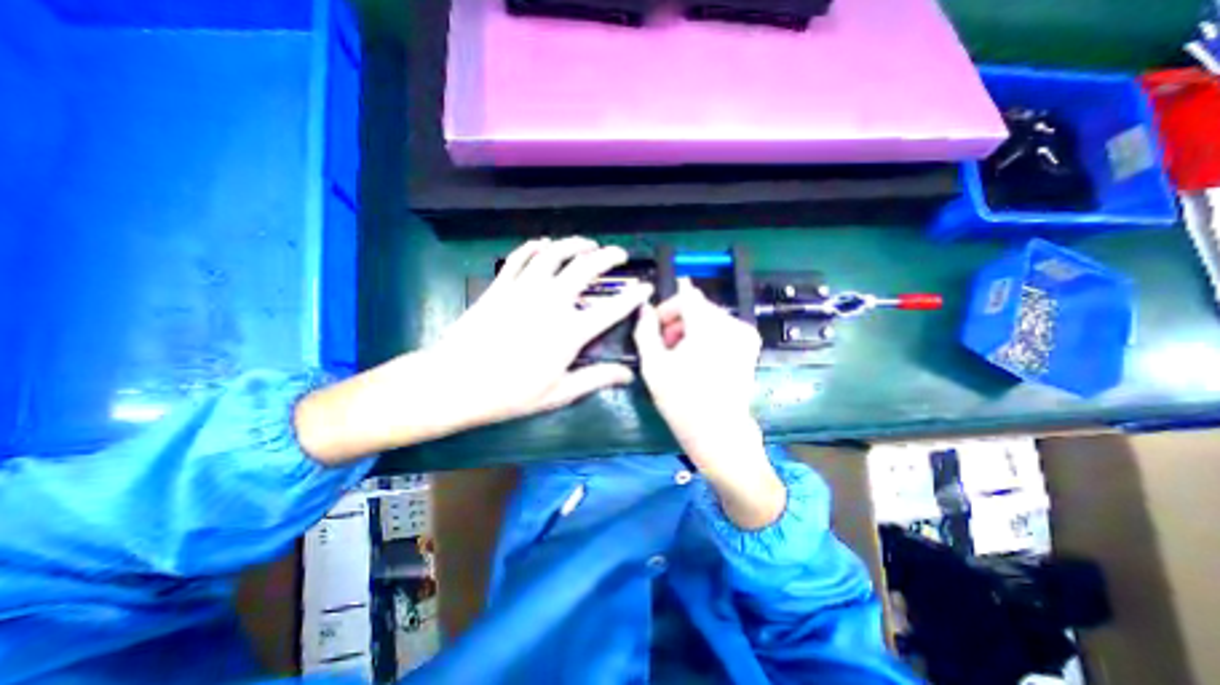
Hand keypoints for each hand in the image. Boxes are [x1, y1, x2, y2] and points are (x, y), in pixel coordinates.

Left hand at [432, 236, 651, 428]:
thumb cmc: (508, 394)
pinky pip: (521, 257)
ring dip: (574, 244)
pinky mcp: (501, 286)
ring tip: (587, 243)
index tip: (645, 288)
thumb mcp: (557, 393)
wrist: (454, 383)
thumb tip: (628, 375)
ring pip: (554, 254)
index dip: (633, 297)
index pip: (612, 309)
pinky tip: (544, 244)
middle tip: (618, 254)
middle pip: (585, 268)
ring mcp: (523, 290)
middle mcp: (551, 302)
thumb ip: (595, 379)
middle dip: (607, 256)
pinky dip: (535, 246)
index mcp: (569, 332)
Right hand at [633, 279, 786, 528]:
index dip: (667, 308)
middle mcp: (733, 324)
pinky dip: (707, 338)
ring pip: (709, 318)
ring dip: (691, 331)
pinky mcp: (750, 347)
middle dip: (677, 322)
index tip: (655, 327)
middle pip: (698, 307)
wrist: (719, 433)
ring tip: (679, 357)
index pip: (687, 295)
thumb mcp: (653, 364)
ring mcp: (746, 335)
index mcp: (709, 326)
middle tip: (664, 348)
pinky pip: (722, 330)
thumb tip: (643, 307)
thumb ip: (645, 330)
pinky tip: (697, 360)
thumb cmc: (682, 400)